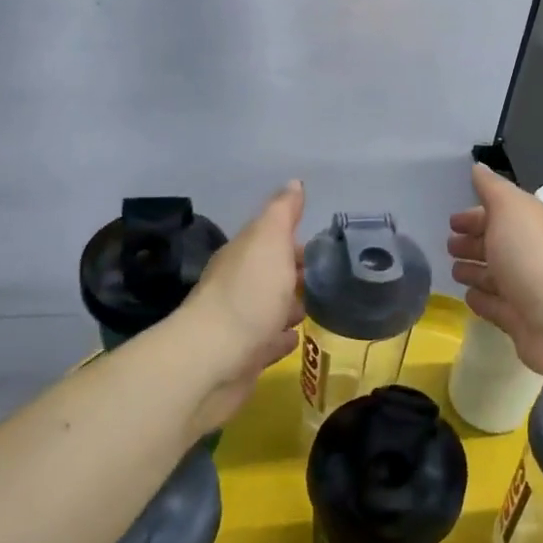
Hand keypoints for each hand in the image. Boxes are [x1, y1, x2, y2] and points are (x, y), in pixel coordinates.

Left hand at [182, 180, 305, 433]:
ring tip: (319, 307)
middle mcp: (238, 286)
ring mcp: (241, 323)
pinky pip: (269, 342)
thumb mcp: (268, 241)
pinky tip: (297, 338)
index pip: (270, 240)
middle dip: (295, 273)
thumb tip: (294, 183)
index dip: (294, 240)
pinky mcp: (245, 357)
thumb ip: (282, 213)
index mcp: (242, 255)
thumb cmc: (247, 294)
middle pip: (270, 274)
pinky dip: (282, 338)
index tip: (325, 246)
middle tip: (329, 277)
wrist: (214, 360)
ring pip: (270, 308)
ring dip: (290, 305)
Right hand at [448, 163, 542, 387]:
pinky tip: (467, 296)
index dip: (476, 214)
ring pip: (496, 276)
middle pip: (499, 244)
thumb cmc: (535, 257)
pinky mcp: (521, 321)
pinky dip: (482, 300)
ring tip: (453, 271)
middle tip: (449, 245)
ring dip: (474, 270)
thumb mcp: (511, 210)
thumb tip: (478, 167)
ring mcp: (528, 289)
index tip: (451, 221)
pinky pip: (496, 306)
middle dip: (473, 242)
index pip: (503, 214)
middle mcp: (534, 254)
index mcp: (536, 224)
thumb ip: (492, 189)